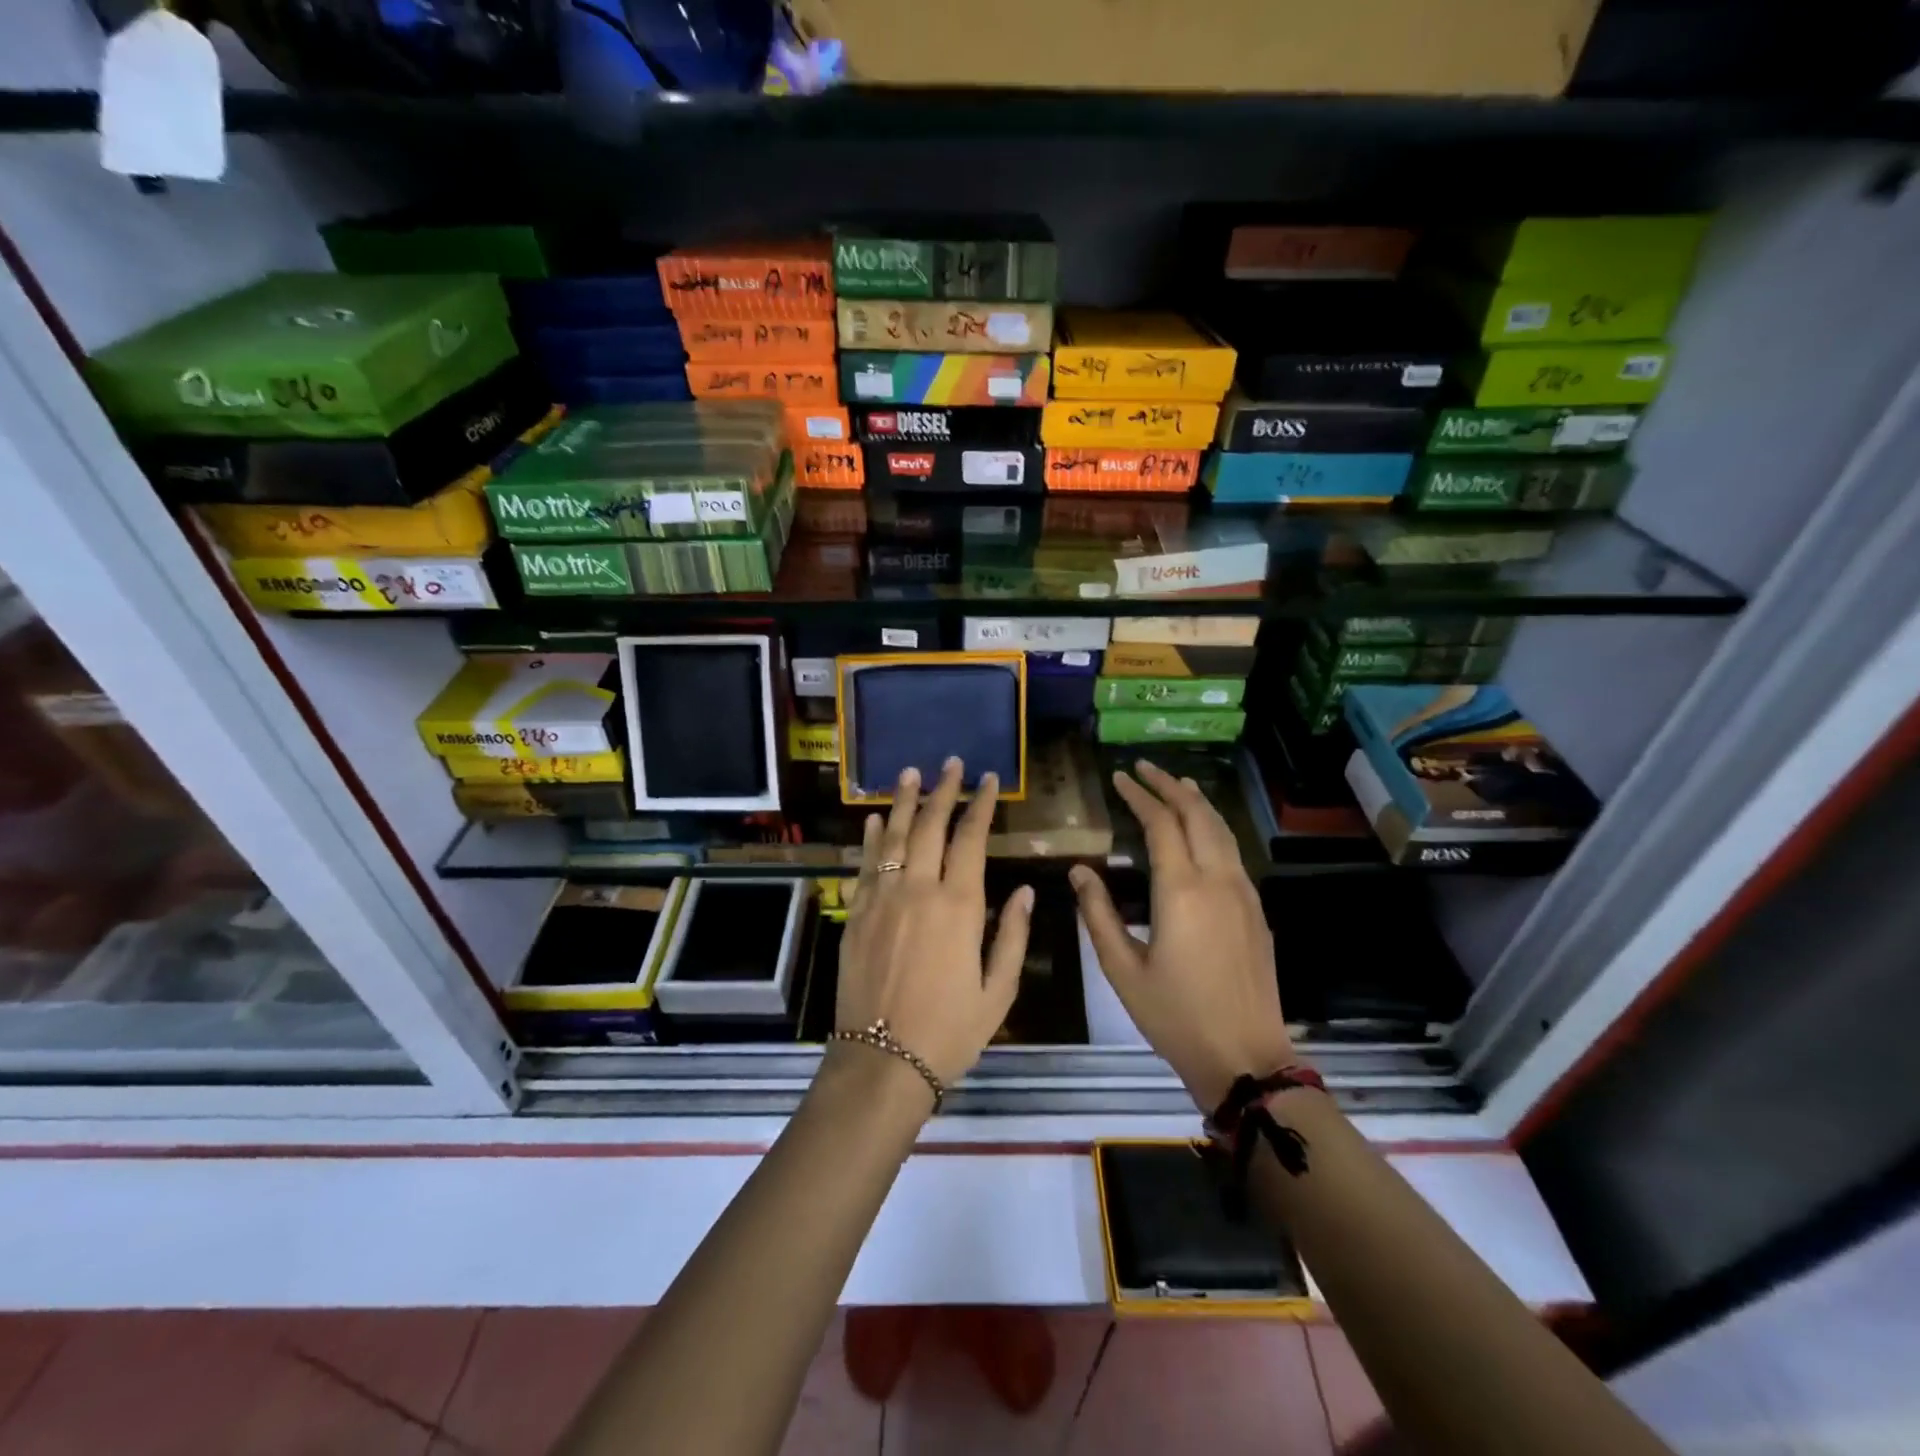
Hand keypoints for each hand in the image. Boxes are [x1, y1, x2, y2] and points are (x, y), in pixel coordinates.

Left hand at [836, 758, 1033, 1089]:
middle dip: (943, 791)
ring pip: (894, 836)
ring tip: (910, 772)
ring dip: (903, 802)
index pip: (971, 839)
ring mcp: (882, 899)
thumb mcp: (998, 990)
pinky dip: (871, 838)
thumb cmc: (950, 1031)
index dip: (981, 805)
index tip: (987, 779)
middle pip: (930, 826)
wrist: (882, 1063)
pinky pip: (865, 865)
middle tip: (951, 763)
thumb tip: (1023, 890)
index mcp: (958, 906)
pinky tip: (875, 819)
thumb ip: (1011, 935)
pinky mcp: (856, 914)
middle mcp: (918, 890)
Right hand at [1070, 760, 1295, 1112]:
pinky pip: (1233, 851)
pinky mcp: (1256, 910)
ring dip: (1197, 802)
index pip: (1160, 824)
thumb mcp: (1122, 969)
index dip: (1139, 796)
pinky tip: (1203, 831)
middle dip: (1170, 786)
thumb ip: (1098, 914)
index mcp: (1181, 890)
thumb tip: (1079, 871)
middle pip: (1197, 815)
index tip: (1120, 776)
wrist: (1246, 1057)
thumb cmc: (1175, 1016)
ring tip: (1176, 784)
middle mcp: (1217, 880)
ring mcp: (1243, 893)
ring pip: (1222, 830)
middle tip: (1145, 767)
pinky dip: (1214, 827)